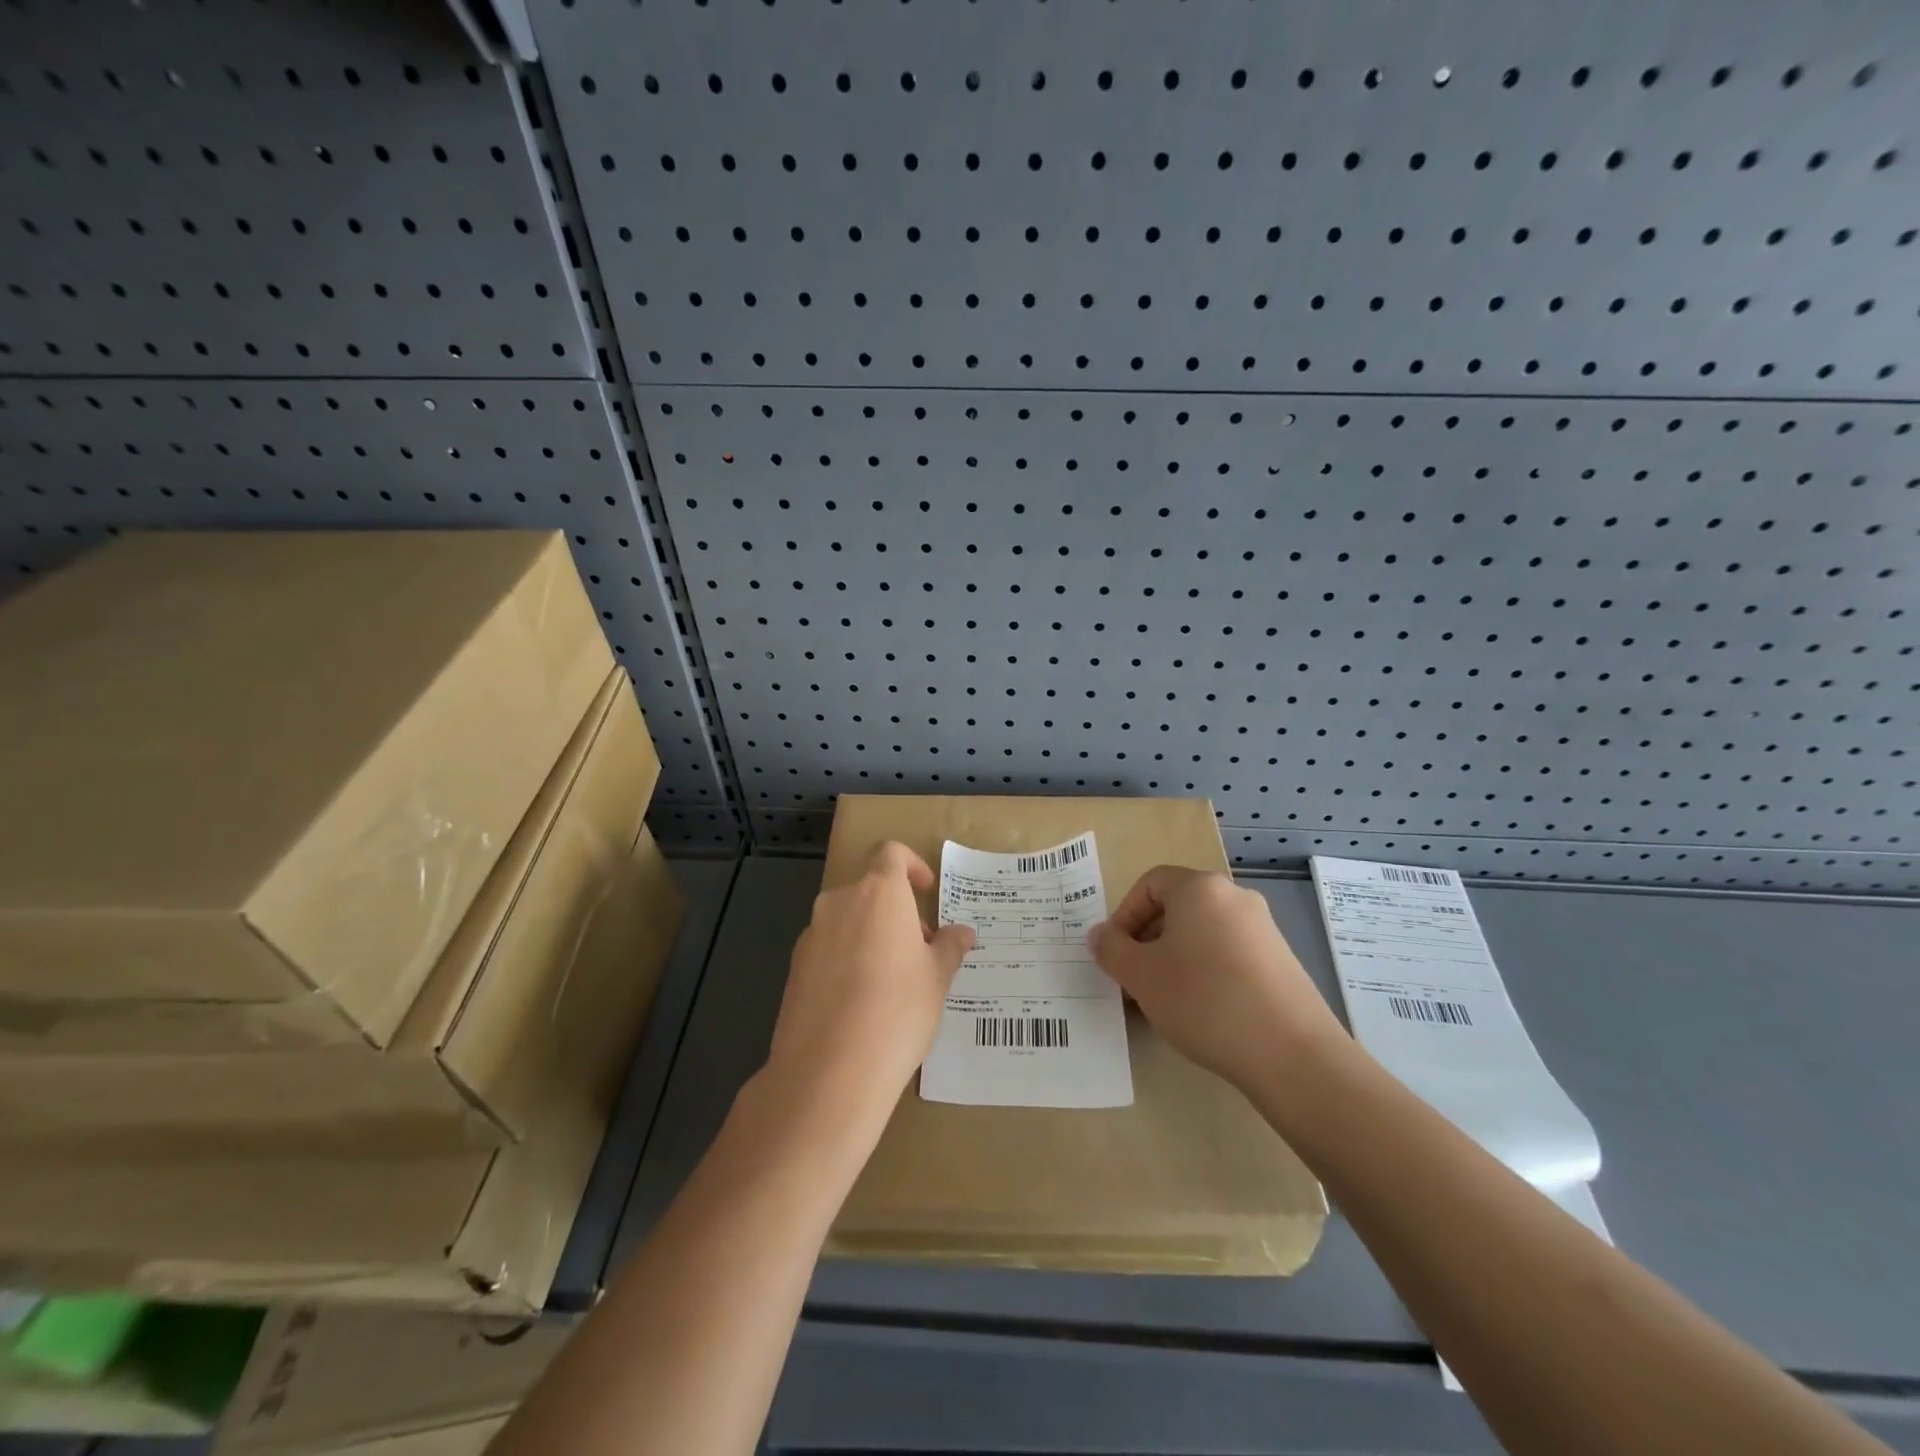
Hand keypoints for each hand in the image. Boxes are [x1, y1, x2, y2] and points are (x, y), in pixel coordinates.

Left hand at [763, 841, 974, 1127]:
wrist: (829, 1071)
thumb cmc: (898, 1011)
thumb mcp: (937, 979)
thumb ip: (950, 947)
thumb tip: (962, 933)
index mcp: (879, 894)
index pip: (891, 853)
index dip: (912, 865)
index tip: (927, 893)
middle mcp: (840, 903)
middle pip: (869, 890)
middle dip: (896, 912)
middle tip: (920, 949)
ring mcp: (812, 935)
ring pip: (847, 921)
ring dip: (871, 936)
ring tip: (893, 981)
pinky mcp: (794, 968)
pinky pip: (828, 949)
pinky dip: (847, 960)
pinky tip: (862, 1003)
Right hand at [1087, 867, 1346, 1093]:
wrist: (1292, 1055)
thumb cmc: (1204, 1001)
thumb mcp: (1141, 976)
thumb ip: (1111, 949)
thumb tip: (1100, 935)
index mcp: (1200, 888)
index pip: (1150, 883)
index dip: (1124, 914)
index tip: (1116, 953)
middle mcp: (1235, 898)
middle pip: (1177, 907)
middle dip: (1148, 940)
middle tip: (1135, 979)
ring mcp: (1264, 930)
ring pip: (1202, 933)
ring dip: (1175, 959)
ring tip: (1165, 1001)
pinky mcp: (1281, 962)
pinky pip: (1229, 954)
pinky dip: (1206, 972)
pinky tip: (1202, 1012)